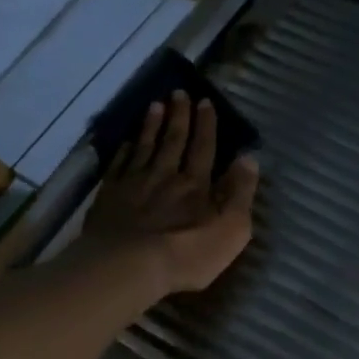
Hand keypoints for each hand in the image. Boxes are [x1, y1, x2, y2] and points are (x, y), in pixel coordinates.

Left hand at [81, 90, 260, 296]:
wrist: (129, 266)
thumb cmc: (187, 254)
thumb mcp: (231, 229)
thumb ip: (240, 193)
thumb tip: (249, 159)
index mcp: (196, 184)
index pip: (204, 148)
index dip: (206, 125)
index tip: (205, 102)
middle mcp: (165, 176)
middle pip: (173, 140)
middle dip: (178, 116)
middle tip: (179, 92)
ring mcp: (134, 184)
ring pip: (145, 147)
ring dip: (151, 125)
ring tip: (155, 105)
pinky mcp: (109, 196)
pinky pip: (118, 166)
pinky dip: (124, 151)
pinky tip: (126, 142)